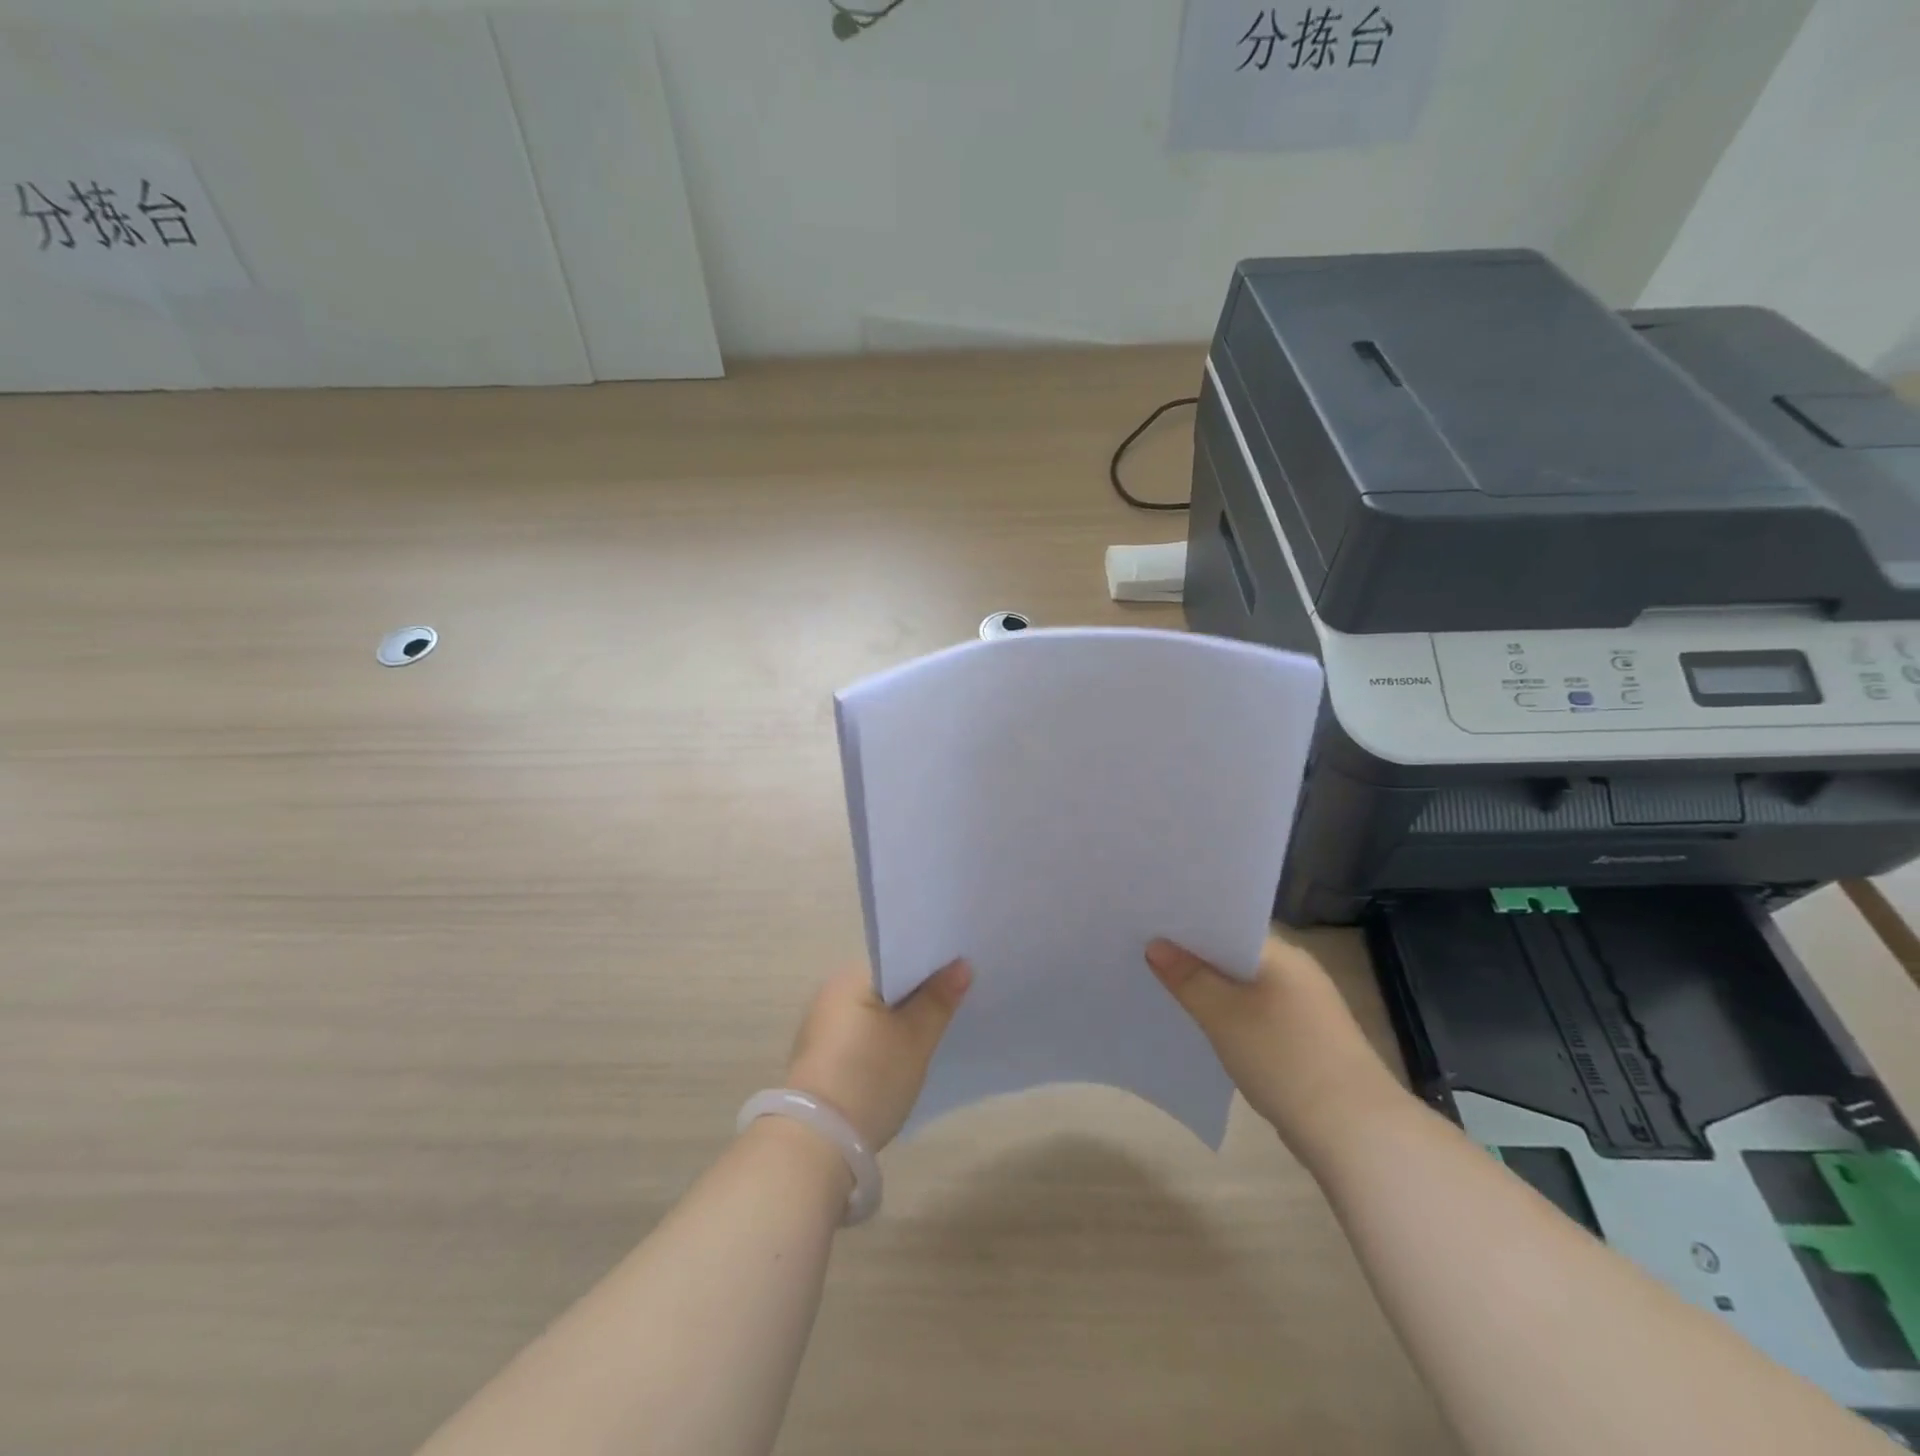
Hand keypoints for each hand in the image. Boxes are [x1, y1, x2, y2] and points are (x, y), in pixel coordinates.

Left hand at [784, 962, 971, 1148]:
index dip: (931, 965)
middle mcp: (831, 993)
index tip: (961, 974)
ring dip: (901, 1018)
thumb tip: (961, 964)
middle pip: (887, 984)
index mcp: (850, 977)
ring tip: (936, 1027)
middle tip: (956, 1001)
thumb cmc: (870, 1077)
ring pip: (875, 1010)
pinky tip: (904, 1054)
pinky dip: (884, 1038)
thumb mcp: (915, 1038)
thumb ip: (939, 999)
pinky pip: (862, 1033)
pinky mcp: (821, 1056)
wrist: (818, 1142)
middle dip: (918, 993)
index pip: (898, 957)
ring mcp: (823, 1026)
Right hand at [1147, 937, 1403, 1155]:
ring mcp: (1305, 1006)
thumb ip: (1188, 978)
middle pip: (1234, 953)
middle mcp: (1297, 971)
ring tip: (1166, 989)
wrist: (1354, 1132)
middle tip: (1146, 955)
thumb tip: (1155, 945)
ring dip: (1212, 989)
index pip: (1228, 922)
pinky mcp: (1306, 1039)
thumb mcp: (1224, 1015)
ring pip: (1244, 986)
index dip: (1188, 924)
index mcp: (1281, 953)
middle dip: (1194, 957)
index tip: (1149, 926)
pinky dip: (1231, 1015)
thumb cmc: (1284, 1059)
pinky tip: (1205, 1027)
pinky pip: (1256, 1013)